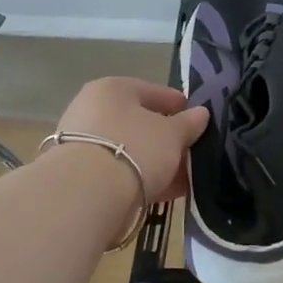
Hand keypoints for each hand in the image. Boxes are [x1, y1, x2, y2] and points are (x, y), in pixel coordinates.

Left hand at [55, 78, 208, 202]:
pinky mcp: (81, 174)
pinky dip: (142, 178)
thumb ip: (189, 123)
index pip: (153, 91)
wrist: (87, 193)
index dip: (179, 105)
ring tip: (184, 176)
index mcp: (112, 89)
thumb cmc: (135, 148)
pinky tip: (165, 190)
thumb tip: (201, 114)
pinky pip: (121, 171)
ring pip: (131, 149)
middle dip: (167, 138)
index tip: (198, 120)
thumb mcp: (172, 134)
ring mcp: (83, 143)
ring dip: (156, 161)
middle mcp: (92, 110)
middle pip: (139, 122)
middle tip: (192, 151)